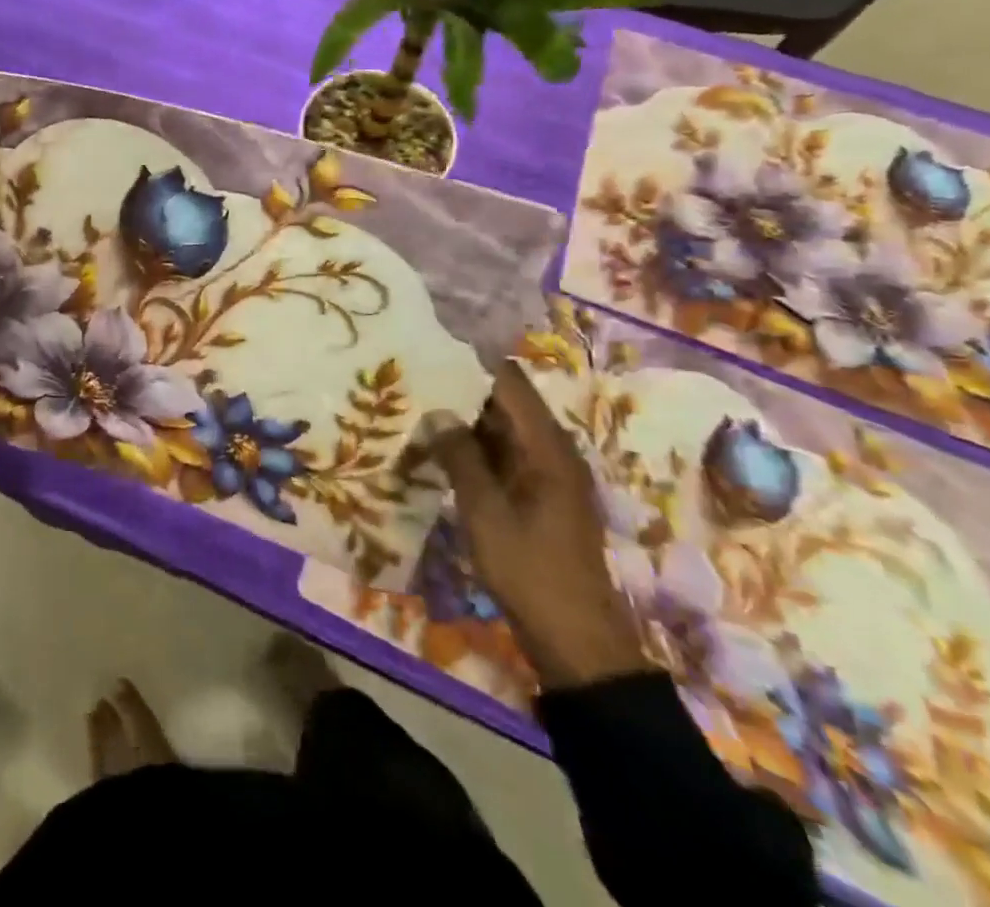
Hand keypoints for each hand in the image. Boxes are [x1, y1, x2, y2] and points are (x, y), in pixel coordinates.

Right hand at [430, 364, 649, 690]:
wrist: (576, 640)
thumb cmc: (530, 570)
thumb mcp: (485, 512)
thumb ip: (460, 457)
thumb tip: (436, 411)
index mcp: (547, 447)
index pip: (509, 384)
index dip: (472, 363)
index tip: (432, 349)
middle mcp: (552, 452)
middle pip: (506, 404)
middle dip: (462, 390)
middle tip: (414, 379)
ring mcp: (547, 475)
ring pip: (502, 431)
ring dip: (465, 421)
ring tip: (418, 407)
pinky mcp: (539, 496)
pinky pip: (504, 456)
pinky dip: (474, 448)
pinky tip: (439, 449)